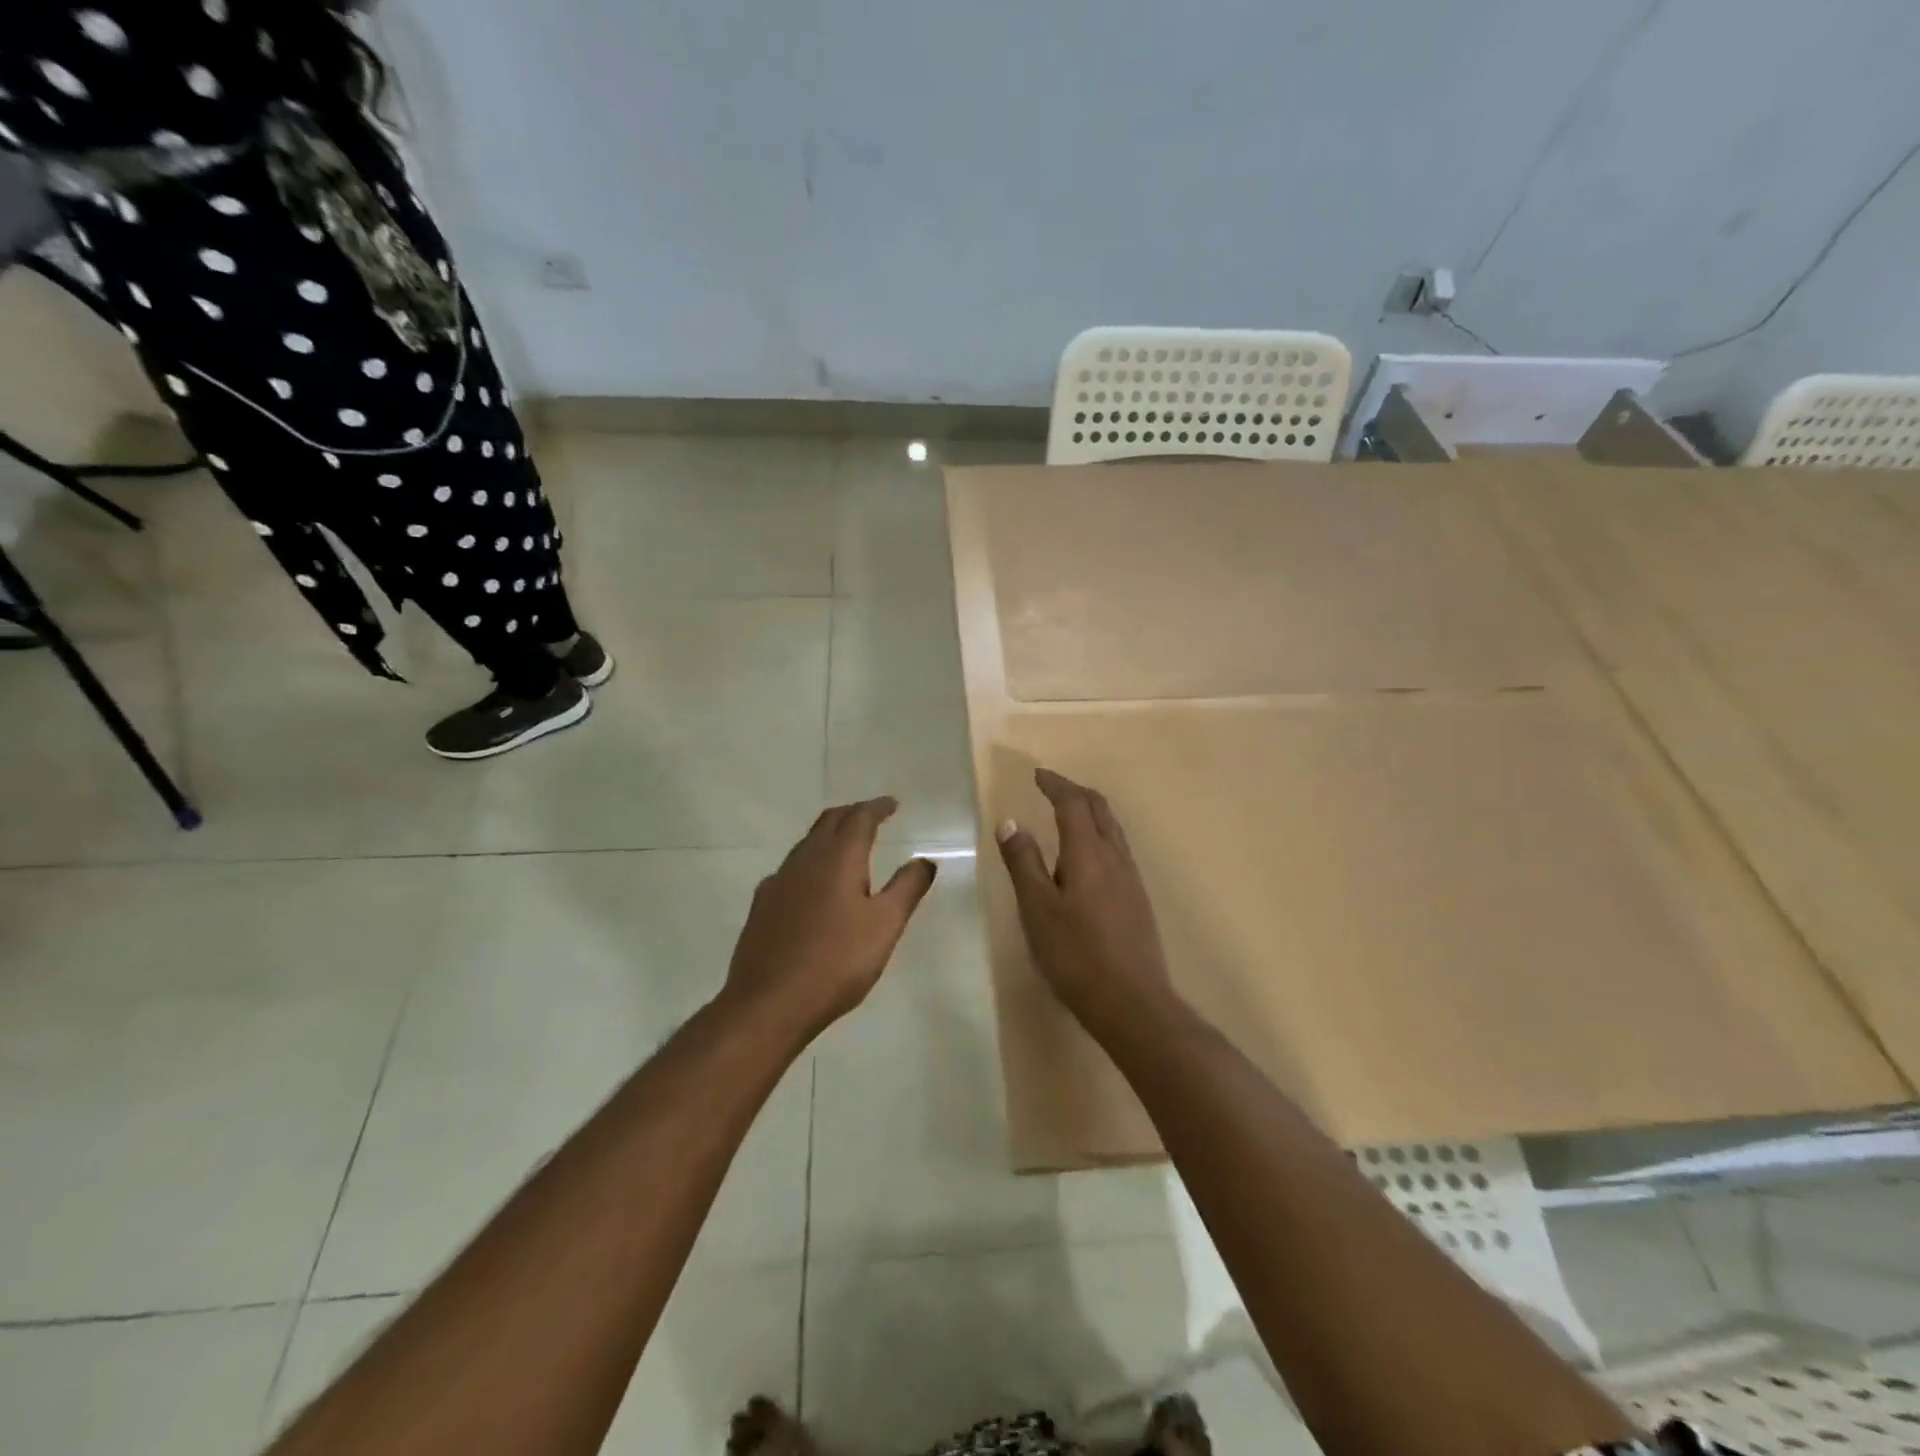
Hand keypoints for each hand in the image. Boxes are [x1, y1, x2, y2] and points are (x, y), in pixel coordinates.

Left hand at [724, 797, 936, 1042]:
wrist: (769, 1003)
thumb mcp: (885, 925)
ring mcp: (778, 881)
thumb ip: (907, 888)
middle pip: (829, 822)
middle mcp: (805, 860)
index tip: (892, 804)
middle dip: (852, 814)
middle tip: (872, 816)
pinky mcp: (762, 904)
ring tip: (847, 846)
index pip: (859, 818)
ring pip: (807, 843)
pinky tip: (813, 884)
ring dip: (829, 835)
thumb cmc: (837, 962)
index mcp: (838, 858)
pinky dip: (810, 862)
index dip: (877, 807)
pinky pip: (791, 869)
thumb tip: (925, 860)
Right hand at [996, 768, 1175, 1031]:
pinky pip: (1118, 850)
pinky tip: (1087, 859)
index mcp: (1088, 853)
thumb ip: (1024, 863)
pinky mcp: (1137, 900)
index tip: (1037, 775)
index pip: (1073, 804)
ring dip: (1091, 813)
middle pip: (1100, 809)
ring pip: (1113, 830)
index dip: (1055, 785)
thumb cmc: (1076, 954)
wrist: (1132, 1002)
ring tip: (1068, 816)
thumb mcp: (1037, 909)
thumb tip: (1011, 822)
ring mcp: (1131, 879)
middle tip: (1052, 788)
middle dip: (1076, 792)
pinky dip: (1099, 836)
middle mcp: (1115, 857)